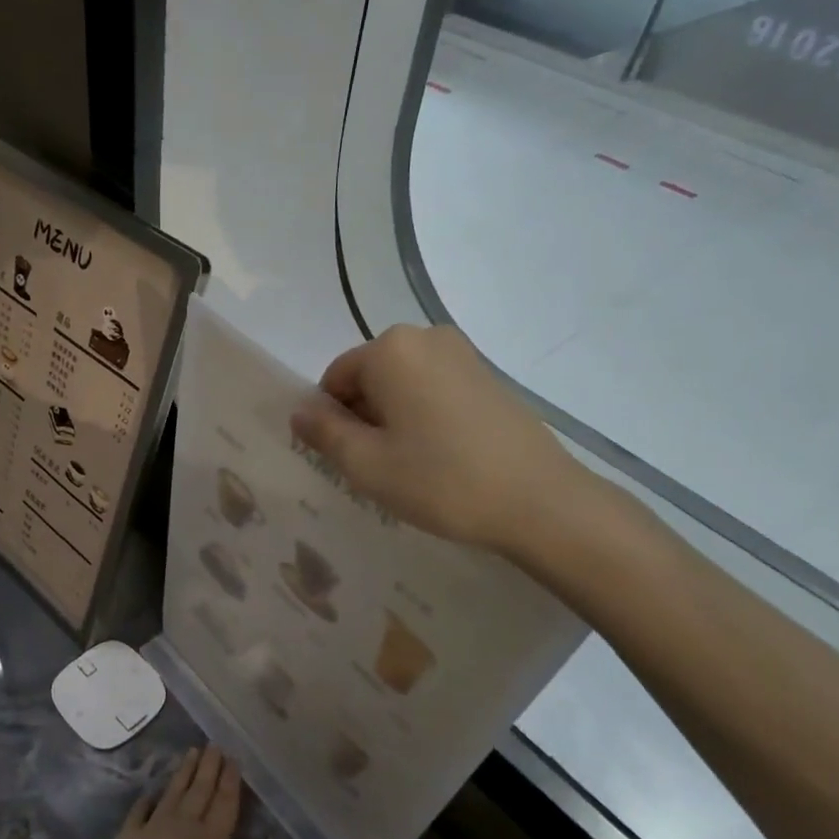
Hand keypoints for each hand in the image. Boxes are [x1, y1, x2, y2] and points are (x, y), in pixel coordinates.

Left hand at [79, 745, 277, 838]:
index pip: (224, 803)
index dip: (230, 781)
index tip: (233, 758)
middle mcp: (184, 826)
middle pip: (199, 791)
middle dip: (209, 768)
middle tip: (214, 745)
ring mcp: (153, 829)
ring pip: (173, 794)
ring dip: (184, 773)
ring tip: (192, 753)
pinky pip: (139, 811)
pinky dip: (147, 799)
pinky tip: (151, 793)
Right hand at [290, 323, 590, 558]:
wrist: (539, 501)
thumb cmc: (440, 480)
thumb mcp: (366, 464)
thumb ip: (324, 432)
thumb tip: (299, 411)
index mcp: (390, 349)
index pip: (335, 379)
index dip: (332, 420)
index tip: (348, 460)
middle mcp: (425, 337)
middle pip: (370, 377)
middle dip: (363, 417)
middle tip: (378, 466)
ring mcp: (463, 354)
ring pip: (402, 385)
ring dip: (393, 419)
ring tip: (411, 465)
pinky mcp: (488, 376)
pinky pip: (434, 389)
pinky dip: (424, 416)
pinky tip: (441, 456)